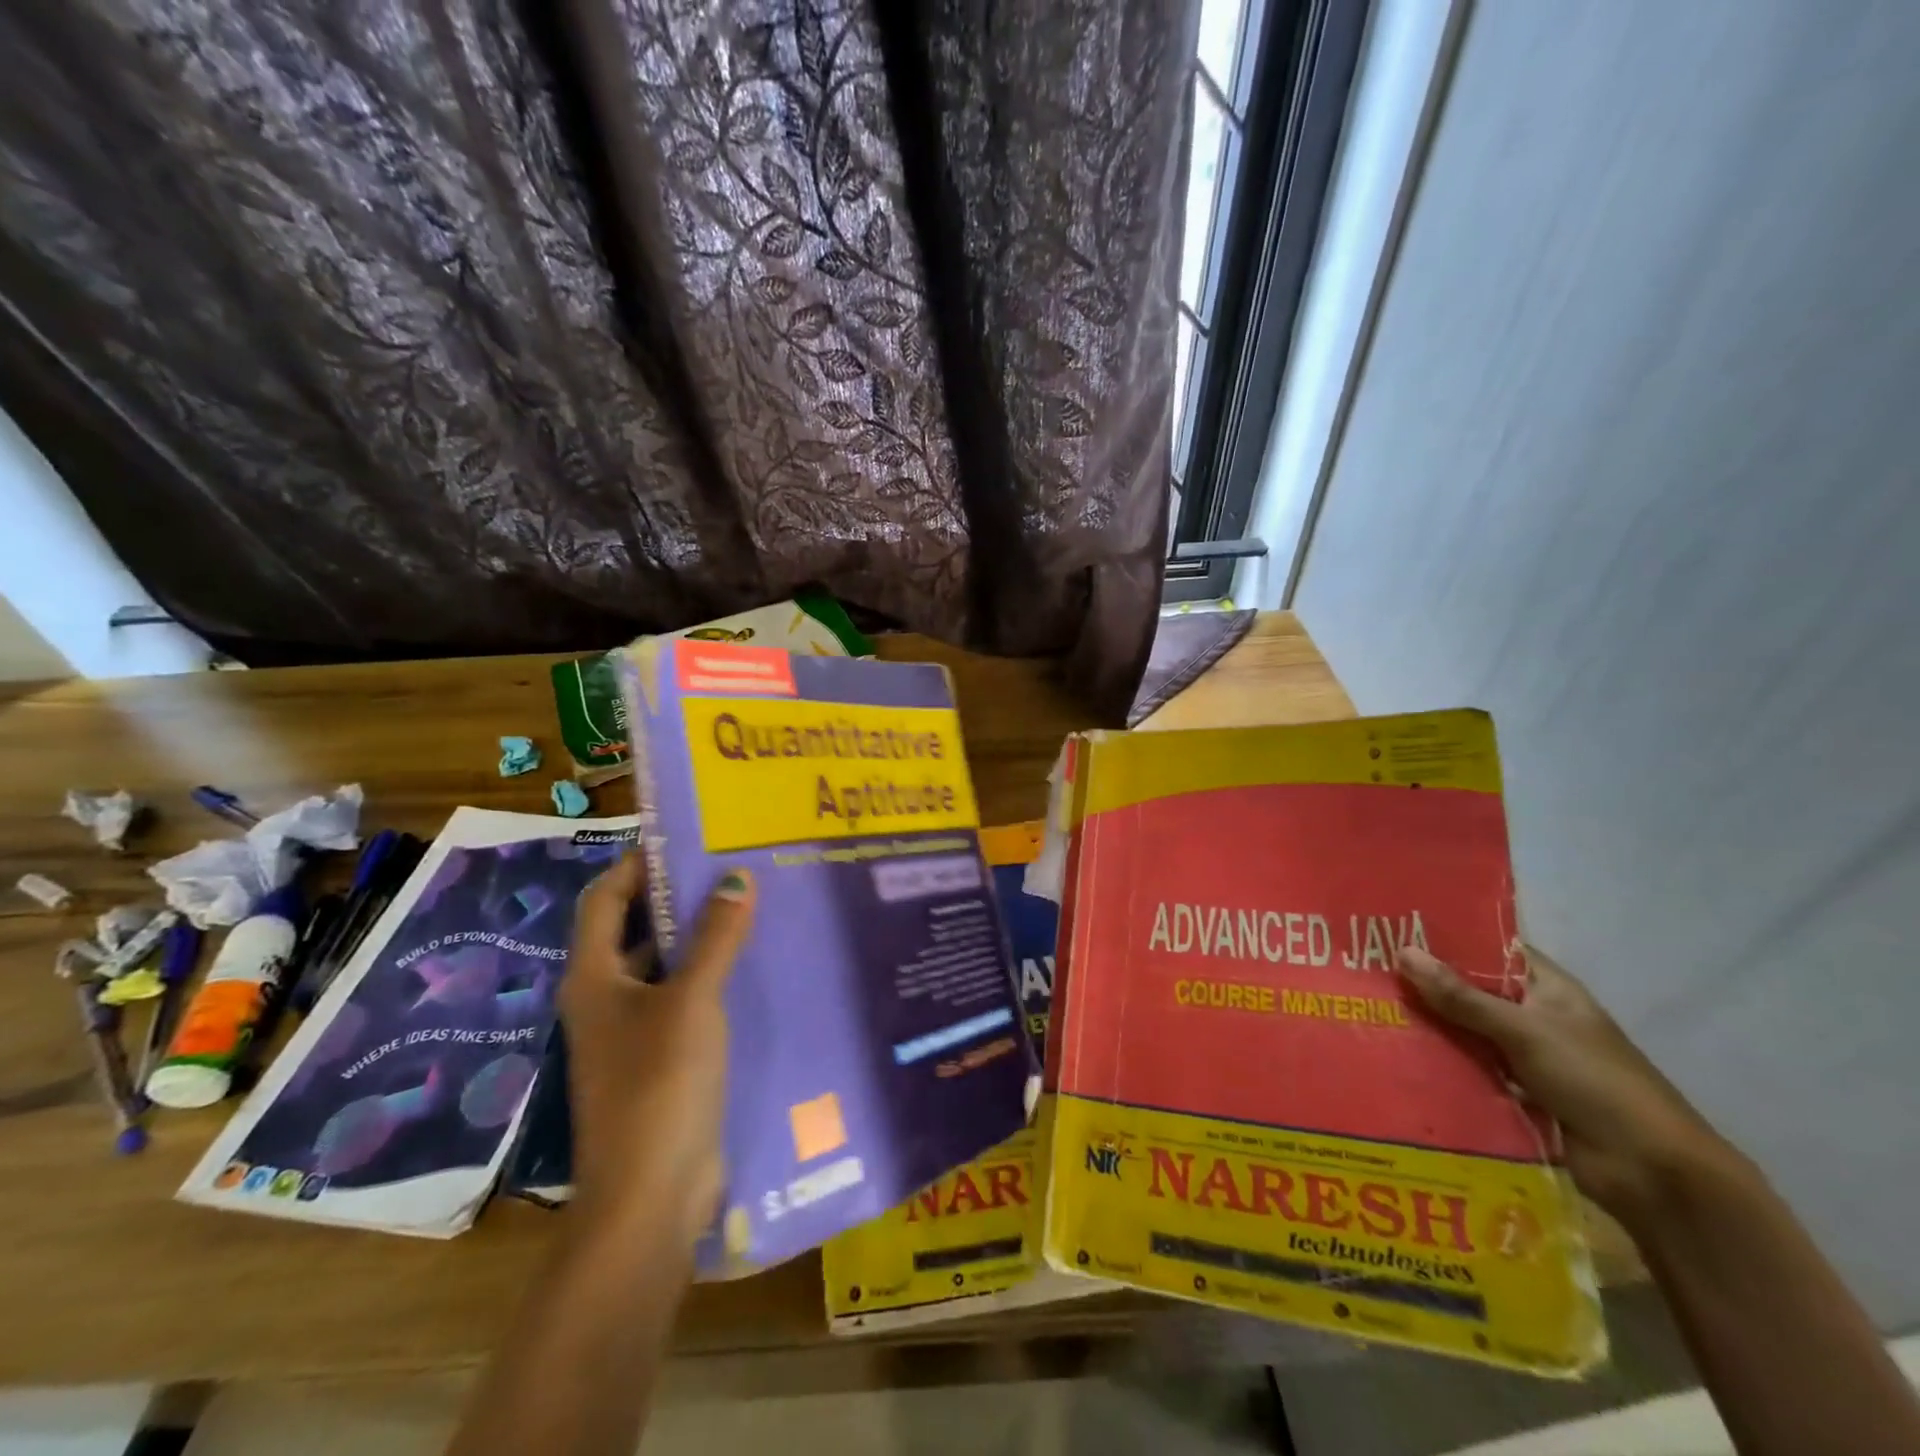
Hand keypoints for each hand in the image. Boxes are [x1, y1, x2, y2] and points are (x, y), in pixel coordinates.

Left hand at [558, 854, 754, 1249]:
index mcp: (594, 977)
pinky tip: (754, 963)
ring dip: (699, 936)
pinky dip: (712, 975)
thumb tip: (737, 878)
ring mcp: (634, 1031)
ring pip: (665, 965)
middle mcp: (606, 997)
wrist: (651, 1196)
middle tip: (731, 865)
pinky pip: (686, 999)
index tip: (684, 838)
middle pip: (635, 929)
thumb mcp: (691, 1000)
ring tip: (750, 903)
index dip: (636, 863)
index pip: (605, 899)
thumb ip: (716, 937)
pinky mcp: (663, 1058)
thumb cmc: (659, 1085)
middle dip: (676, 896)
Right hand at [1395, 944, 1729, 1226]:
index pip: (1492, 949)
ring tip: (1370, 1009)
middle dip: (1427, 984)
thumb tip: (1403, 952)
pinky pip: (1470, 1068)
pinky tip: (1397, 1054)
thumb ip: (1462, 996)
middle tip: (1366, 970)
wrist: (1653, 1174)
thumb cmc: (1596, 1083)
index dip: (1448, 938)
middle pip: (1472, 991)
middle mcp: (1535, 1016)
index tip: (1395, 929)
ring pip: (1466, 1030)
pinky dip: (1442, 1062)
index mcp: (1548, 989)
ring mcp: (1526, 1056)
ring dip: (1430, 1025)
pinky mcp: (1517, 1093)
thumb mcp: (1524, 1031)